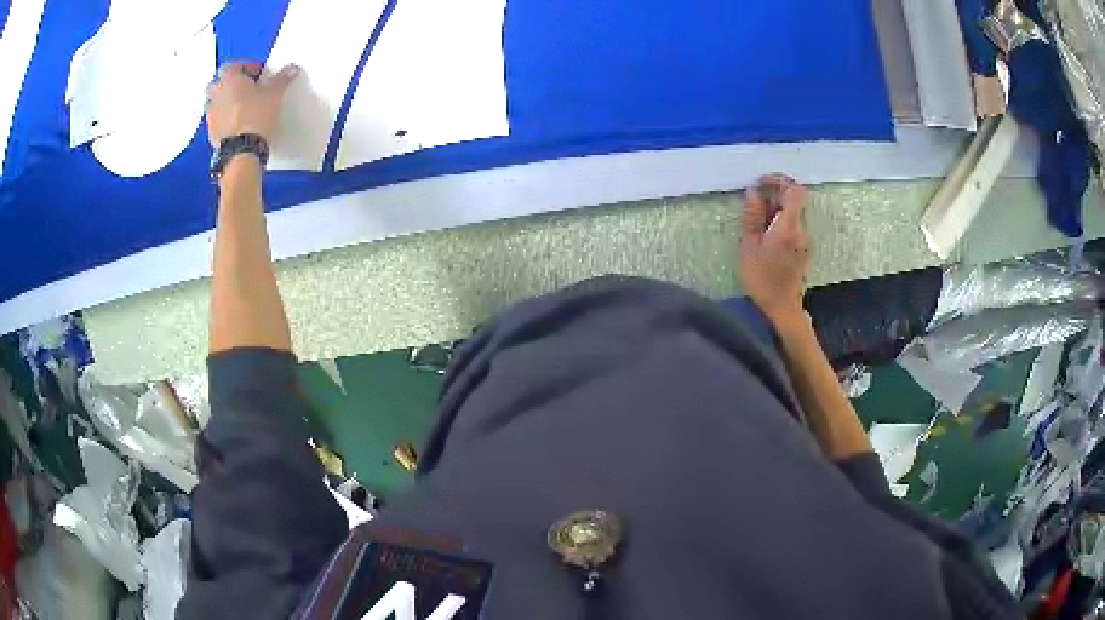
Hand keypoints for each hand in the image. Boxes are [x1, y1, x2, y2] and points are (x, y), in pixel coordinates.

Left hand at [206, 61, 299, 145]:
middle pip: (218, 83)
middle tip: (245, 89)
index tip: (258, 74)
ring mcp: (210, 115)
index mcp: (228, 79)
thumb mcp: (274, 93)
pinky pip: (216, 120)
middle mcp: (215, 94)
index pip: (232, 65)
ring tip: (239, 107)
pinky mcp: (211, 133)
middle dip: (229, 84)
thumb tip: (291, 68)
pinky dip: (223, 119)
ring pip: (214, 102)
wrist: (242, 151)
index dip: (246, 67)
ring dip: (224, 102)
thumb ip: (282, 79)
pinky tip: (236, 124)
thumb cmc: (256, 115)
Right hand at [739, 174, 810, 325]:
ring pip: (794, 212)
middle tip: (754, 201)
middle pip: (795, 199)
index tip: (761, 183)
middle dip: (775, 193)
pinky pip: (794, 225)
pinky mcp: (804, 248)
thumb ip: (752, 216)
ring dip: (777, 208)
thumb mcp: (749, 246)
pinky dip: (781, 220)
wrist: (782, 308)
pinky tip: (766, 233)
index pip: (794, 191)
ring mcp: (805, 240)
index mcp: (789, 227)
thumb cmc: (762, 279)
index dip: (779, 180)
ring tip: (757, 219)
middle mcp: (802, 230)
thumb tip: (754, 192)